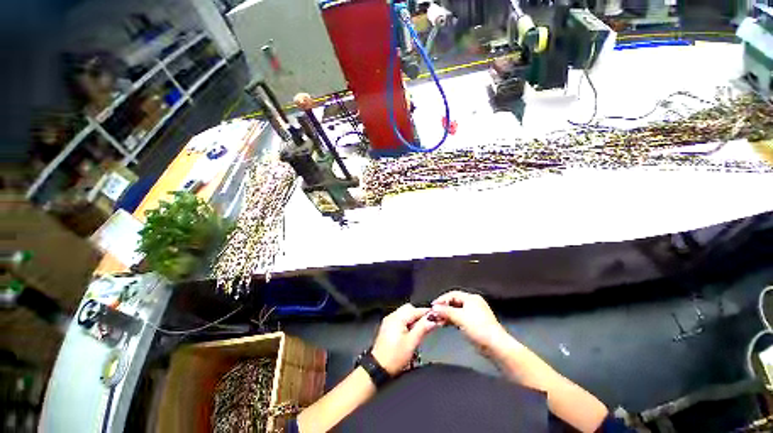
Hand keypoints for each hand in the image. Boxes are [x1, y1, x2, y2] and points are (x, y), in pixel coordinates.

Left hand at [371, 304, 438, 374]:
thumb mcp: (412, 342)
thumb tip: (433, 319)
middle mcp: (391, 318)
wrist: (379, 367)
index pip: (417, 310)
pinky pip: (401, 322)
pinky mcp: (388, 331)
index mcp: (396, 318)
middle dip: (421, 316)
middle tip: (431, 325)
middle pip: (410, 310)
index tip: (439, 318)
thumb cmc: (394, 356)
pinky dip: (409, 325)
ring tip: (424, 331)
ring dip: (416, 321)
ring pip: (406, 316)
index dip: (429, 313)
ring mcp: (389, 324)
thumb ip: (423, 328)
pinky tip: (415, 334)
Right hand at [431, 290, 510, 357]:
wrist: (493, 343)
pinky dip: (451, 321)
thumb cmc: (479, 328)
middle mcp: (473, 304)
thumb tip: (435, 308)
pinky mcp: (474, 323)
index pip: (452, 294)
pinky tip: (446, 325)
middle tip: (433, 316)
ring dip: (446, 315)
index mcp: (472, 299)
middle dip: (443, 308)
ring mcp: (474, 314)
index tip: (432, 308)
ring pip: (456, 311)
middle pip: (454, 302)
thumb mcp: (460, 318)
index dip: (441, 300)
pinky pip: (459, 318)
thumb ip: (446, 311)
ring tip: (437, 322)